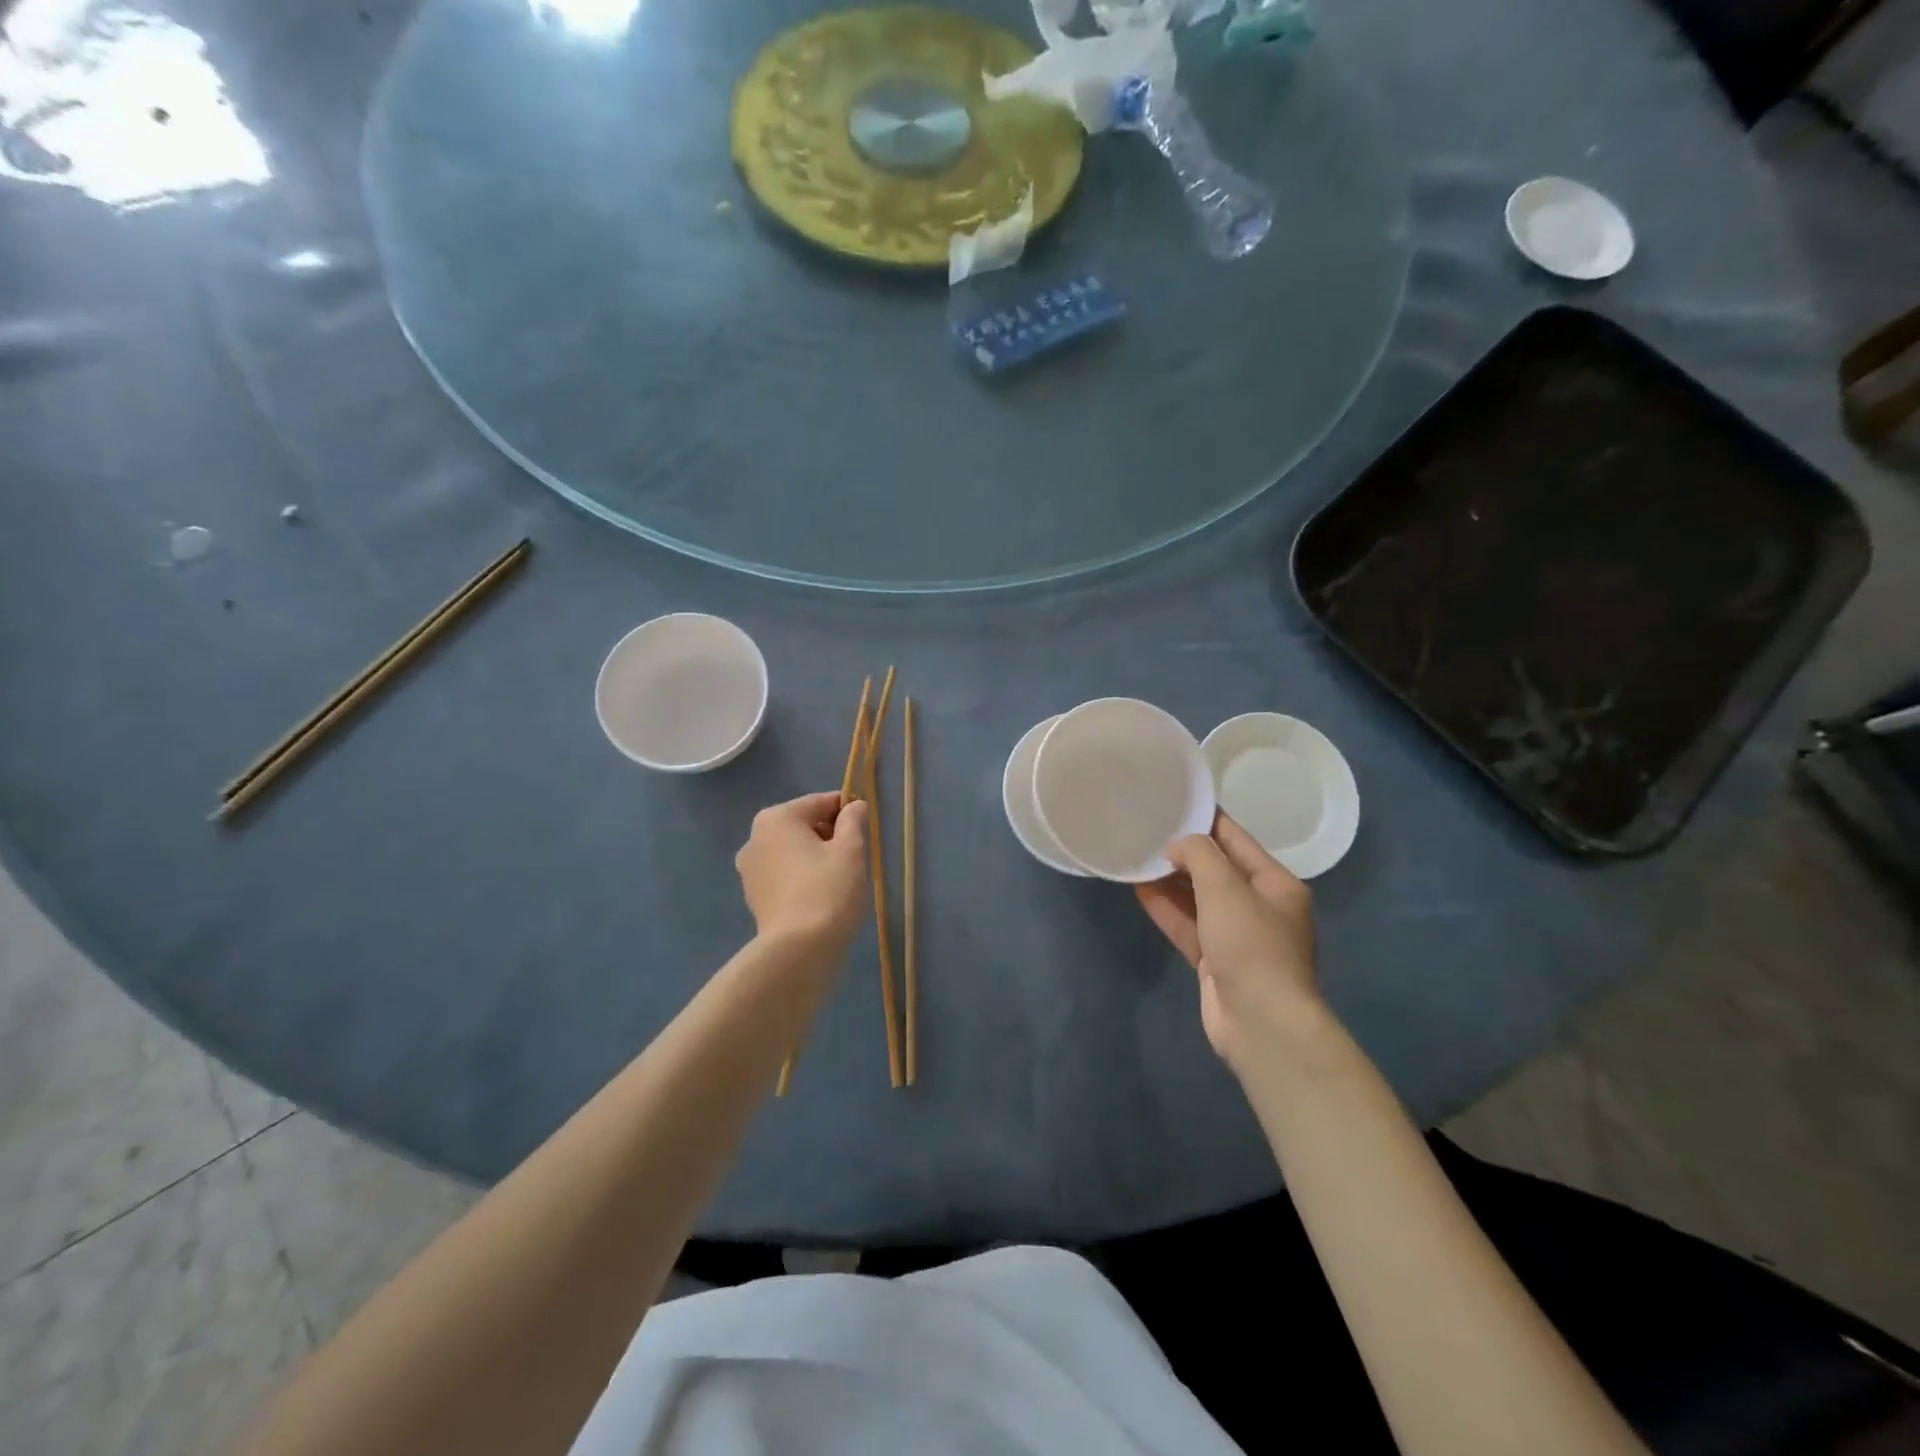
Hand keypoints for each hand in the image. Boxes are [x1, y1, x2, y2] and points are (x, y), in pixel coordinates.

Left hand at [735, 792, 869, 955]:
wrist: (799, 951)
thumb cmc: (828, 890)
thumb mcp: (851, 850)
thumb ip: (853, 821)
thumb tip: (854, 806)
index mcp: (776, 818)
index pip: (820, 803)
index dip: (847, 811)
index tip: (866, 828)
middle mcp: (755, 838)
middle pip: (803, 826)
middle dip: (830, 836)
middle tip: (855, 858)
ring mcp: (750, 870)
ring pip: (793, 852)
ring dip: (816, 858)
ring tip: (840, 881)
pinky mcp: (754, 897)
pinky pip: (785, 876)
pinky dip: (802, 879)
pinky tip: (821, 897)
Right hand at [1136, 813, 1320, 1074]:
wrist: (1260, 1022)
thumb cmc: (1250, 944)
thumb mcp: (1225, 887)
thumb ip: (1199, 854)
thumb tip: (1177, 846)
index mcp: (1276, 884)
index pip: (1236, 840)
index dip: (1205, 821)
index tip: (1173, 803)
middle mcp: (1260, 906)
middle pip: (1216, 870)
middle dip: (1183, 853)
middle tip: (1146, 832)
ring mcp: (1237, 936)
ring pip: (1198, 899)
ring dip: (1170, 881)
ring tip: (1136, 857)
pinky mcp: (1215, 960)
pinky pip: (1188, 925)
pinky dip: (1167, 909)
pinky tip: (1139, 890)